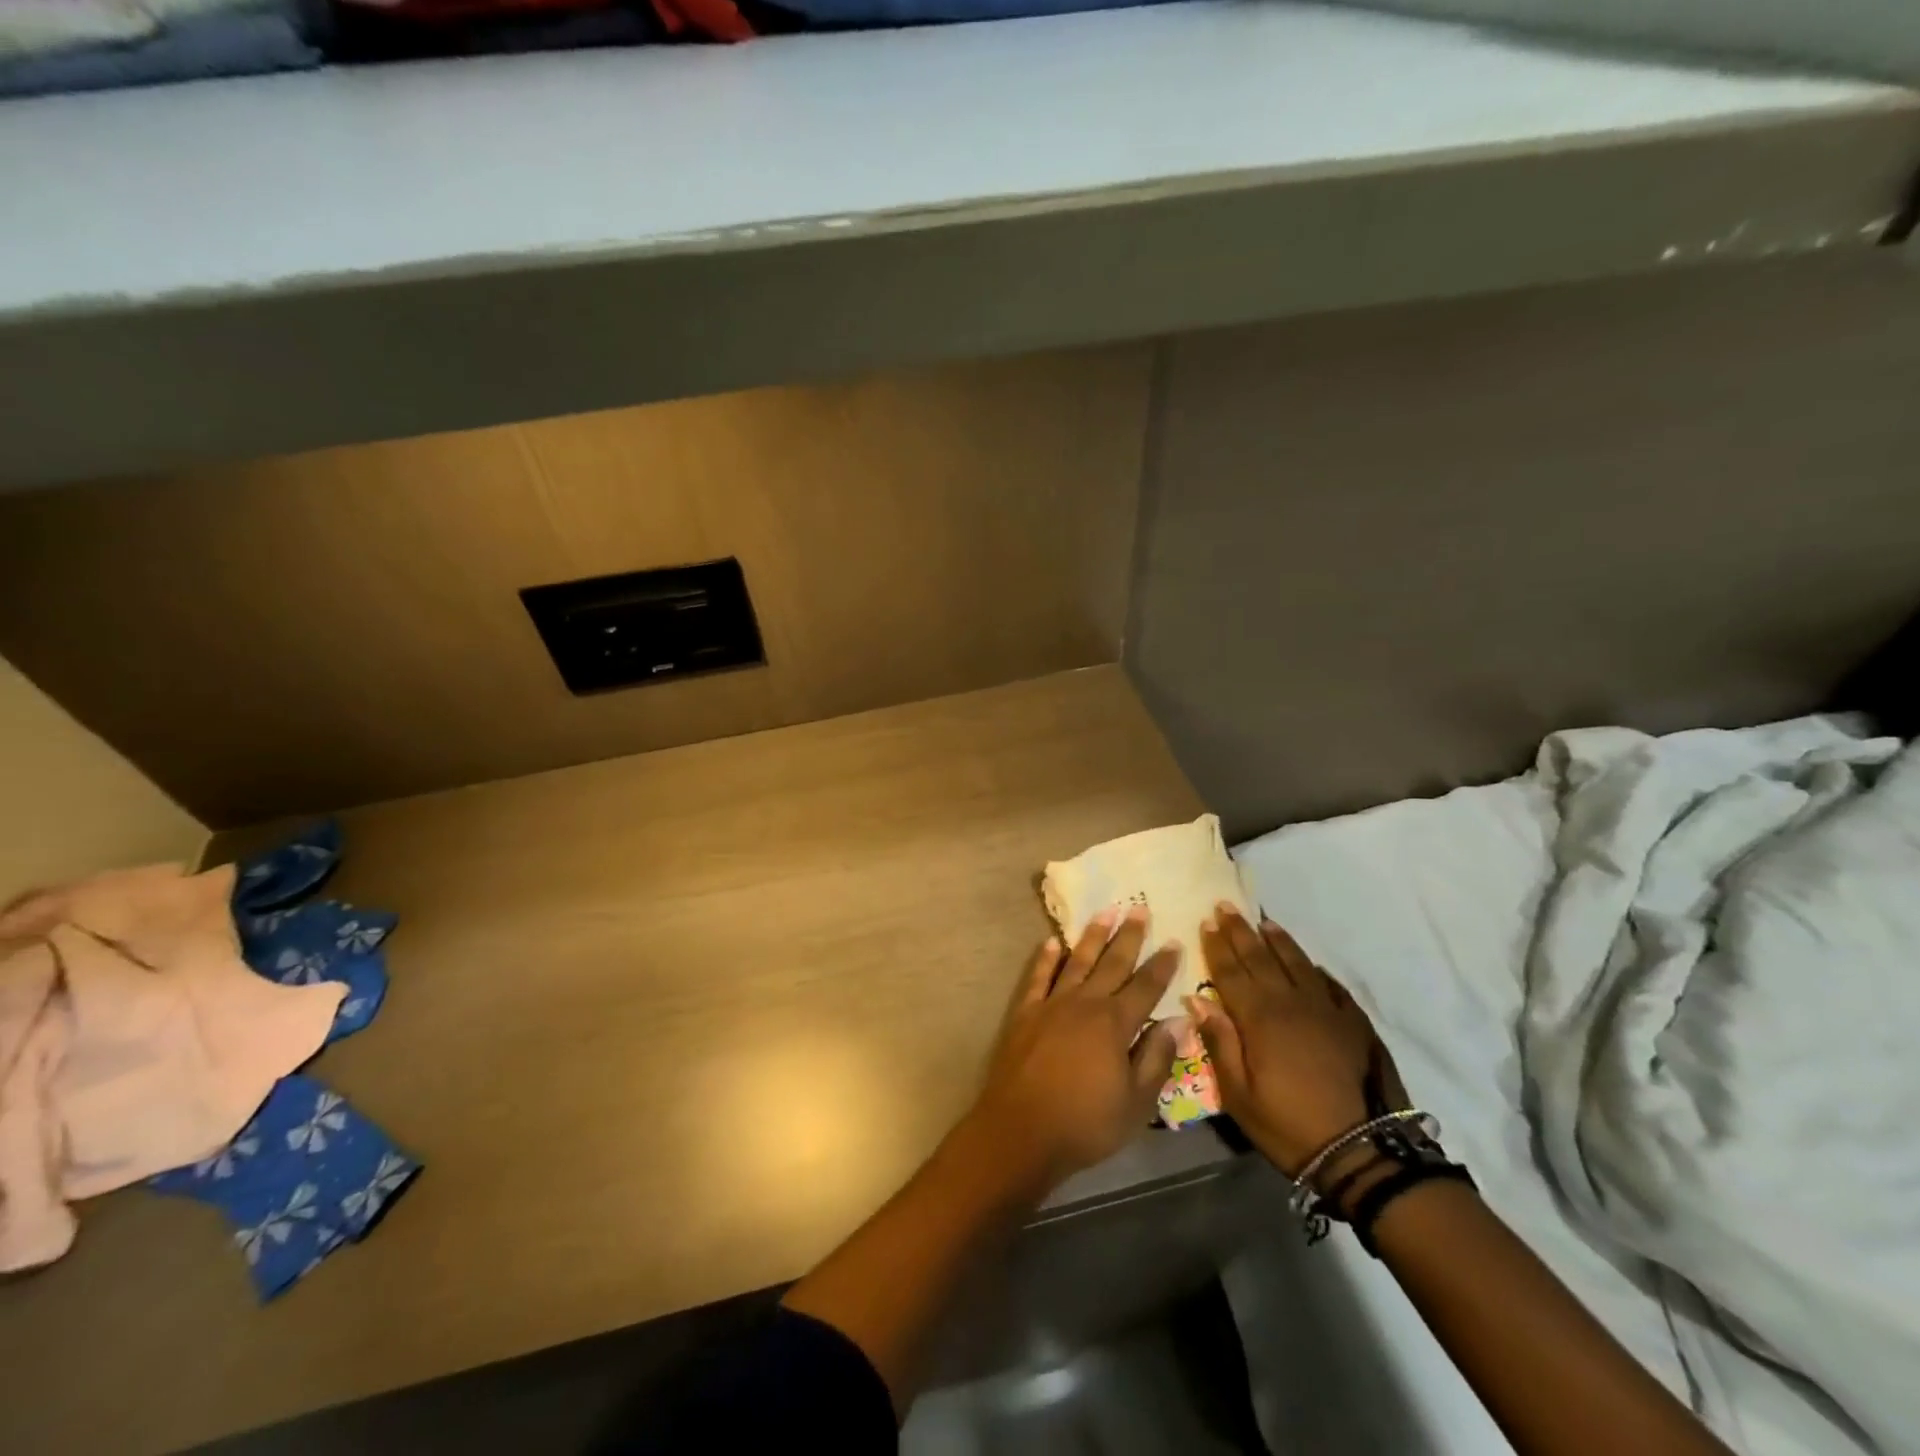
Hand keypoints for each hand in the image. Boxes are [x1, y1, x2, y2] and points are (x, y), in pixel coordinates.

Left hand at [969, 906, 1180, 1191]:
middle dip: (1129, 936)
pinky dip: (1045, 959)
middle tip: (1139, 908)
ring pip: (1076, 962)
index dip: (1162, 965)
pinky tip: (1051, 943)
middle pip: (1112, 964)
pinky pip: (1038, 977)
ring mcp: (1052, 1004)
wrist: (1021, 1130)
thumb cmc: (1085, 1123)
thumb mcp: (1136, 1103)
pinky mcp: (1025, 1013)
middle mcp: (1085, 1004)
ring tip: (1104, 913)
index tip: (1174, 941)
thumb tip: (1179, 1021)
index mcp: (1115, 1024)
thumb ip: (1157, 1058)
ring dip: (1091, 937)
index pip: (1146, 987)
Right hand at [1191, 904, 1405, 1180]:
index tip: (1206, 921)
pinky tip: (1309, 963)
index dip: (1217, 946)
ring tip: (1265, 922)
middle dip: (1241, 931)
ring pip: (1297, 964)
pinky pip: (1330, 985)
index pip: (1231, 971)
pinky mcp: (1353, 1023)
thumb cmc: (1287, 1124)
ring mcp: (1326, 1010)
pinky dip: (1314, 969)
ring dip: (1278, 941)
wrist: (1360, 1152)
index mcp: (1259, 1018)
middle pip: (1261, 958)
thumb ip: (1218, 1043)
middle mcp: (1290, 1003)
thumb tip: (1197, 1001)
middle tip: (1227, 906)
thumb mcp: (1238, 1094)